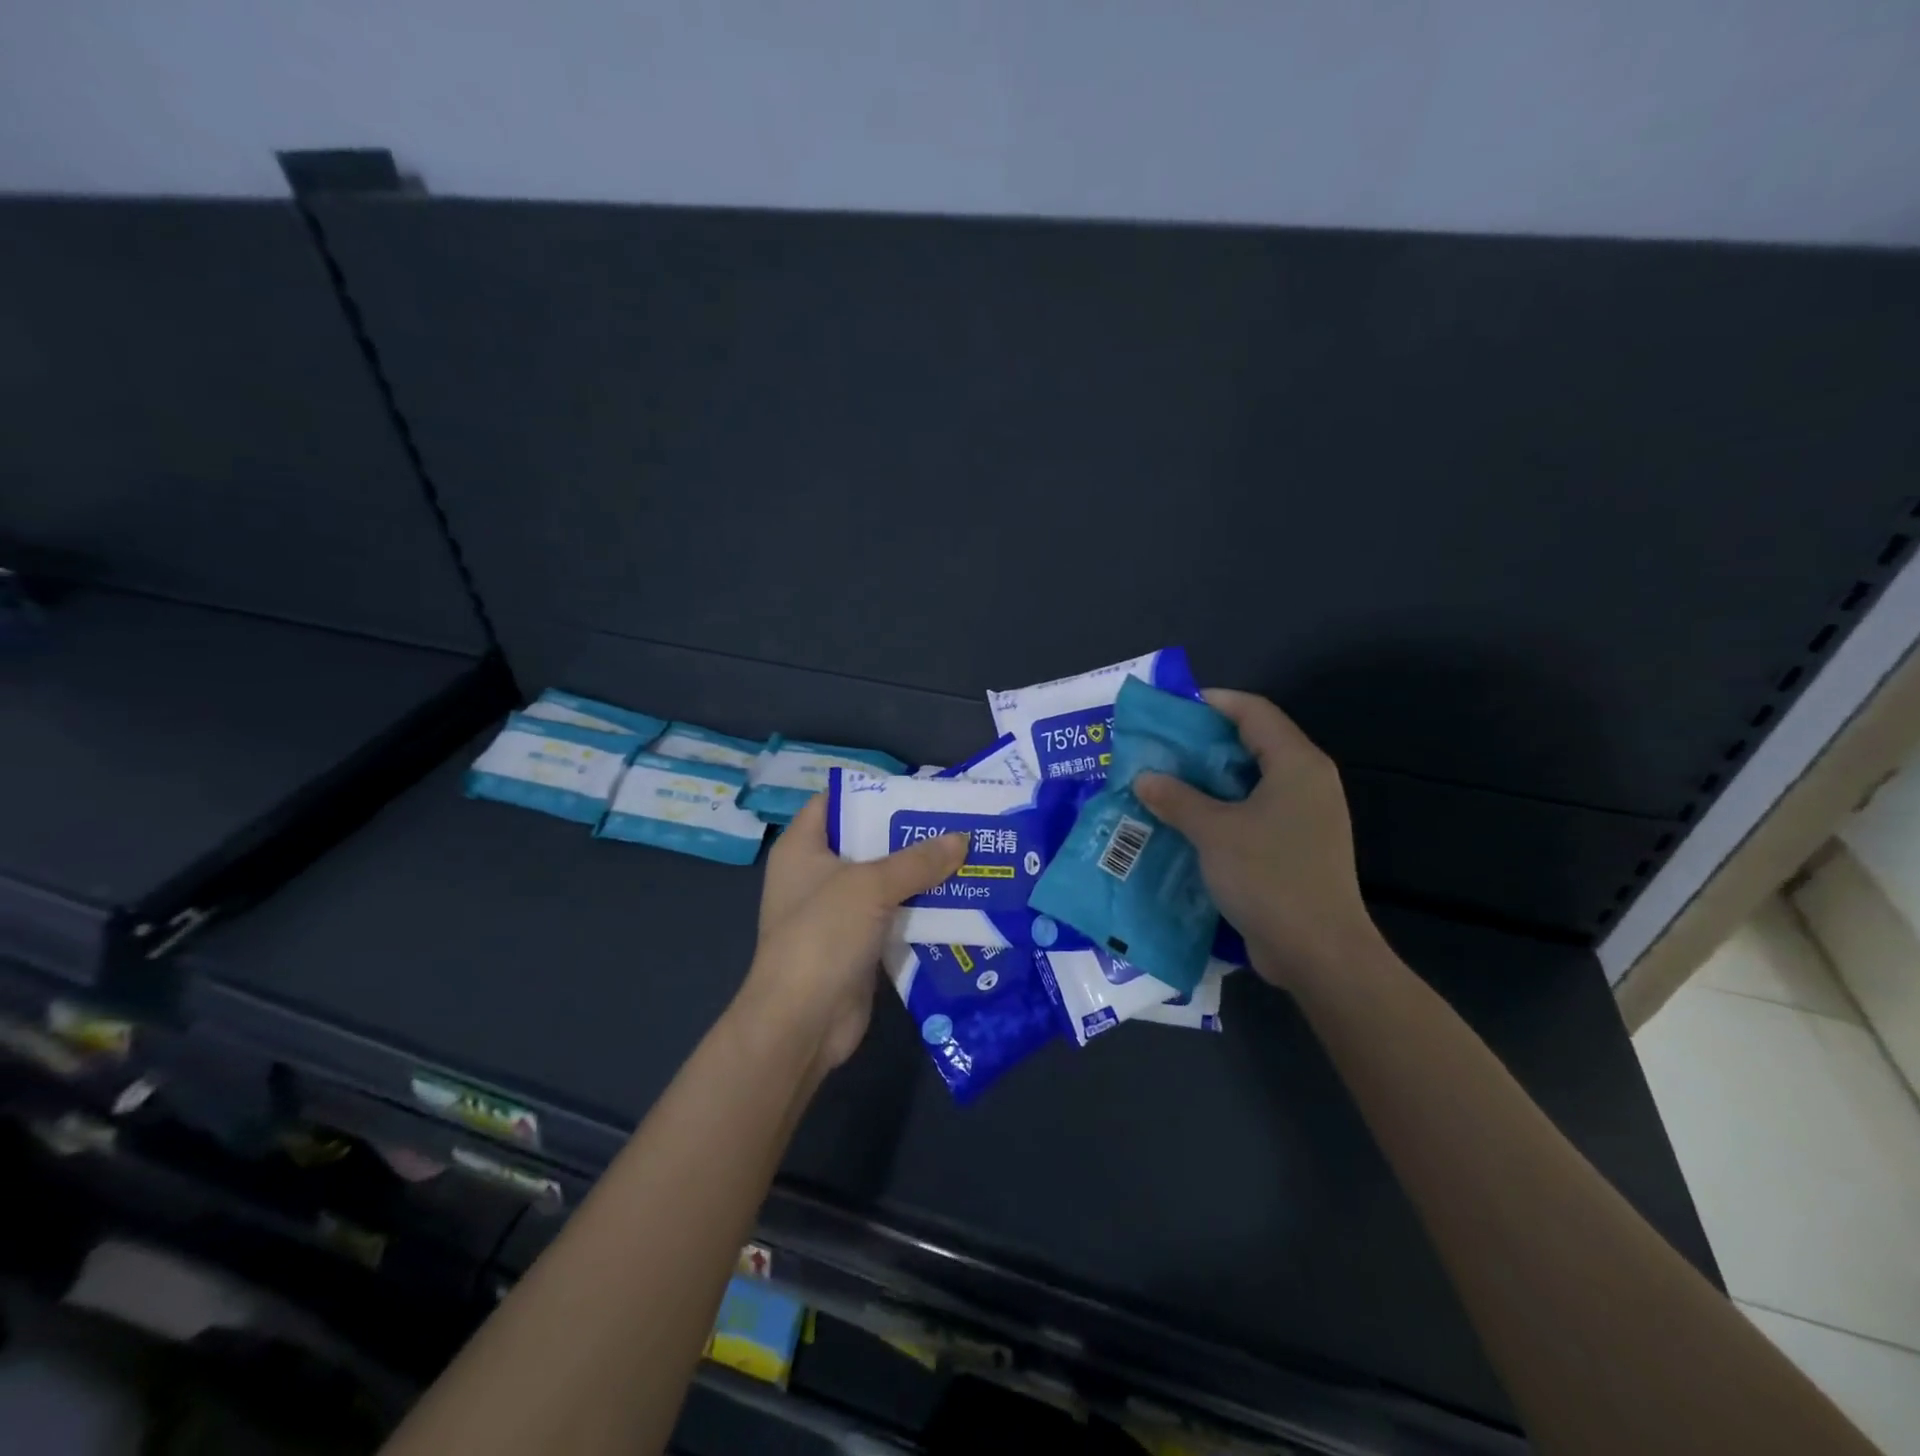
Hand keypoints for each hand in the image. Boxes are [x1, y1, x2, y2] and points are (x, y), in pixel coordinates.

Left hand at [738, 795, 966, 1075]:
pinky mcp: (859, 944)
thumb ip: (917, 861)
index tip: (919, 790)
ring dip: (923, 873)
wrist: (801, 1023)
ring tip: (970, 854)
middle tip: (958, 821)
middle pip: (868, 840)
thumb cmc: (823, 936)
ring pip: (886, 881)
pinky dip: (922, 908)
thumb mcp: (870, 887)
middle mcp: (818, 874)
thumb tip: (961, 838)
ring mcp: (838, 912)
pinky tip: (961, 898)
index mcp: (803, 847)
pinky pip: (895, 915)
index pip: (836, 801)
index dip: (873, 790)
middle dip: (911, 833)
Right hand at [1134, 690, 1378, 986]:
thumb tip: (1144, 778)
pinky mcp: (1296, 847)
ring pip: (1251, 781)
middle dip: (1204, 743)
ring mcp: (1305, 817)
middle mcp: (1307, 782)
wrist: (1318, 952)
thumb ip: (1176, 799)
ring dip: (1208, 780)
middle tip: (1160, 748)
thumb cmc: (1269, 877)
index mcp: (1297, 764)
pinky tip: (1186, 821)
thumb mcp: (1214, 832)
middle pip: (1253, 743)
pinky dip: (1221, 810)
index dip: (1213, 702)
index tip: (1172, 709)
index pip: (1254, 711)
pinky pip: (1254, 812)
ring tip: (1165, 782)